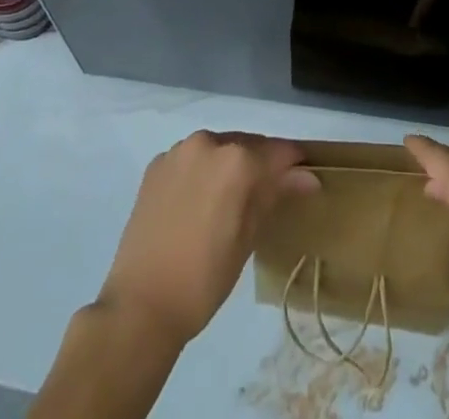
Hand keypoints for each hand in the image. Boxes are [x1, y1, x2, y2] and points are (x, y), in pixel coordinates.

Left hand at [97, 130, 319, 348]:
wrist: (140, 304)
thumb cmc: (204, 278)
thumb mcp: (248, 238)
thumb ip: (275, 195)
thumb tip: (307, 177)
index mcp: (236, 160)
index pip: (278, 152)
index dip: (295, 165)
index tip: (305, 179)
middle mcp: (208, 142)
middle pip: (247, 145)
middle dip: (262, 164)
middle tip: (270, 193)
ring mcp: (178, 151)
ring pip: (218, 149)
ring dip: (230, 165)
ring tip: (233, 199)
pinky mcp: (156, 164)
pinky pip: (191, 159)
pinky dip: (203, 171)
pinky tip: (201, 201)